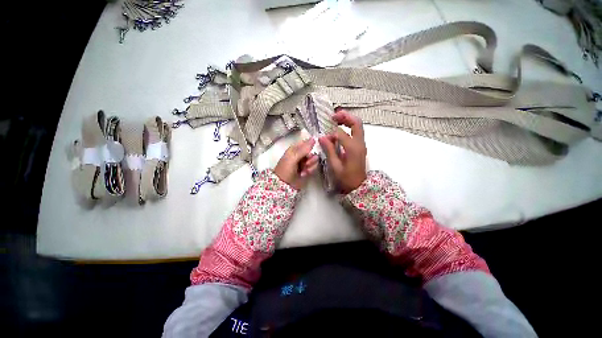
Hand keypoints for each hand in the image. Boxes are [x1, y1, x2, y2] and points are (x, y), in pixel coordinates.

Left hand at [274, 138, 319, 189]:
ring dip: (310, 165)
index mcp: (295, 149)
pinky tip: (304, 174)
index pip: (307, 143)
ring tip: (304, 170)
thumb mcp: (293, 157)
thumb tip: (313, 139)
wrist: (284, 185)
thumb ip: (304, 149)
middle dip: (311, 158)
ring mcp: (304, 162)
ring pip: (314, 160)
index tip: (308, 153)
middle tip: (306, 163)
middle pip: (312, 152)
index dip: (310, 148)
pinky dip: (310, 170)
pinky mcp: (308, 170)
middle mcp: (301, 154)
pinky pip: (314, 167)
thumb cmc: (286, 169)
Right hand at [319, 110, 366, 193]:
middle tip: (333, 116)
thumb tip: (322, 137)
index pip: (341, 133)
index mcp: (353, 148)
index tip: (324, 138)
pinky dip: (349, 126)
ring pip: (358, 125)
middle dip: (345, 116)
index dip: (331, 134)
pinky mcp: (360, 146)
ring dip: (348, 120)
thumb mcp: (335, 166)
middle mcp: (359, 143)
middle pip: (356, 123)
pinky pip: (356, 131)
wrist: (359, 186)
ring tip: (336, 119)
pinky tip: (340, 129)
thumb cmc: (346, 178)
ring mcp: (361, 144)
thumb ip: (329, 150)